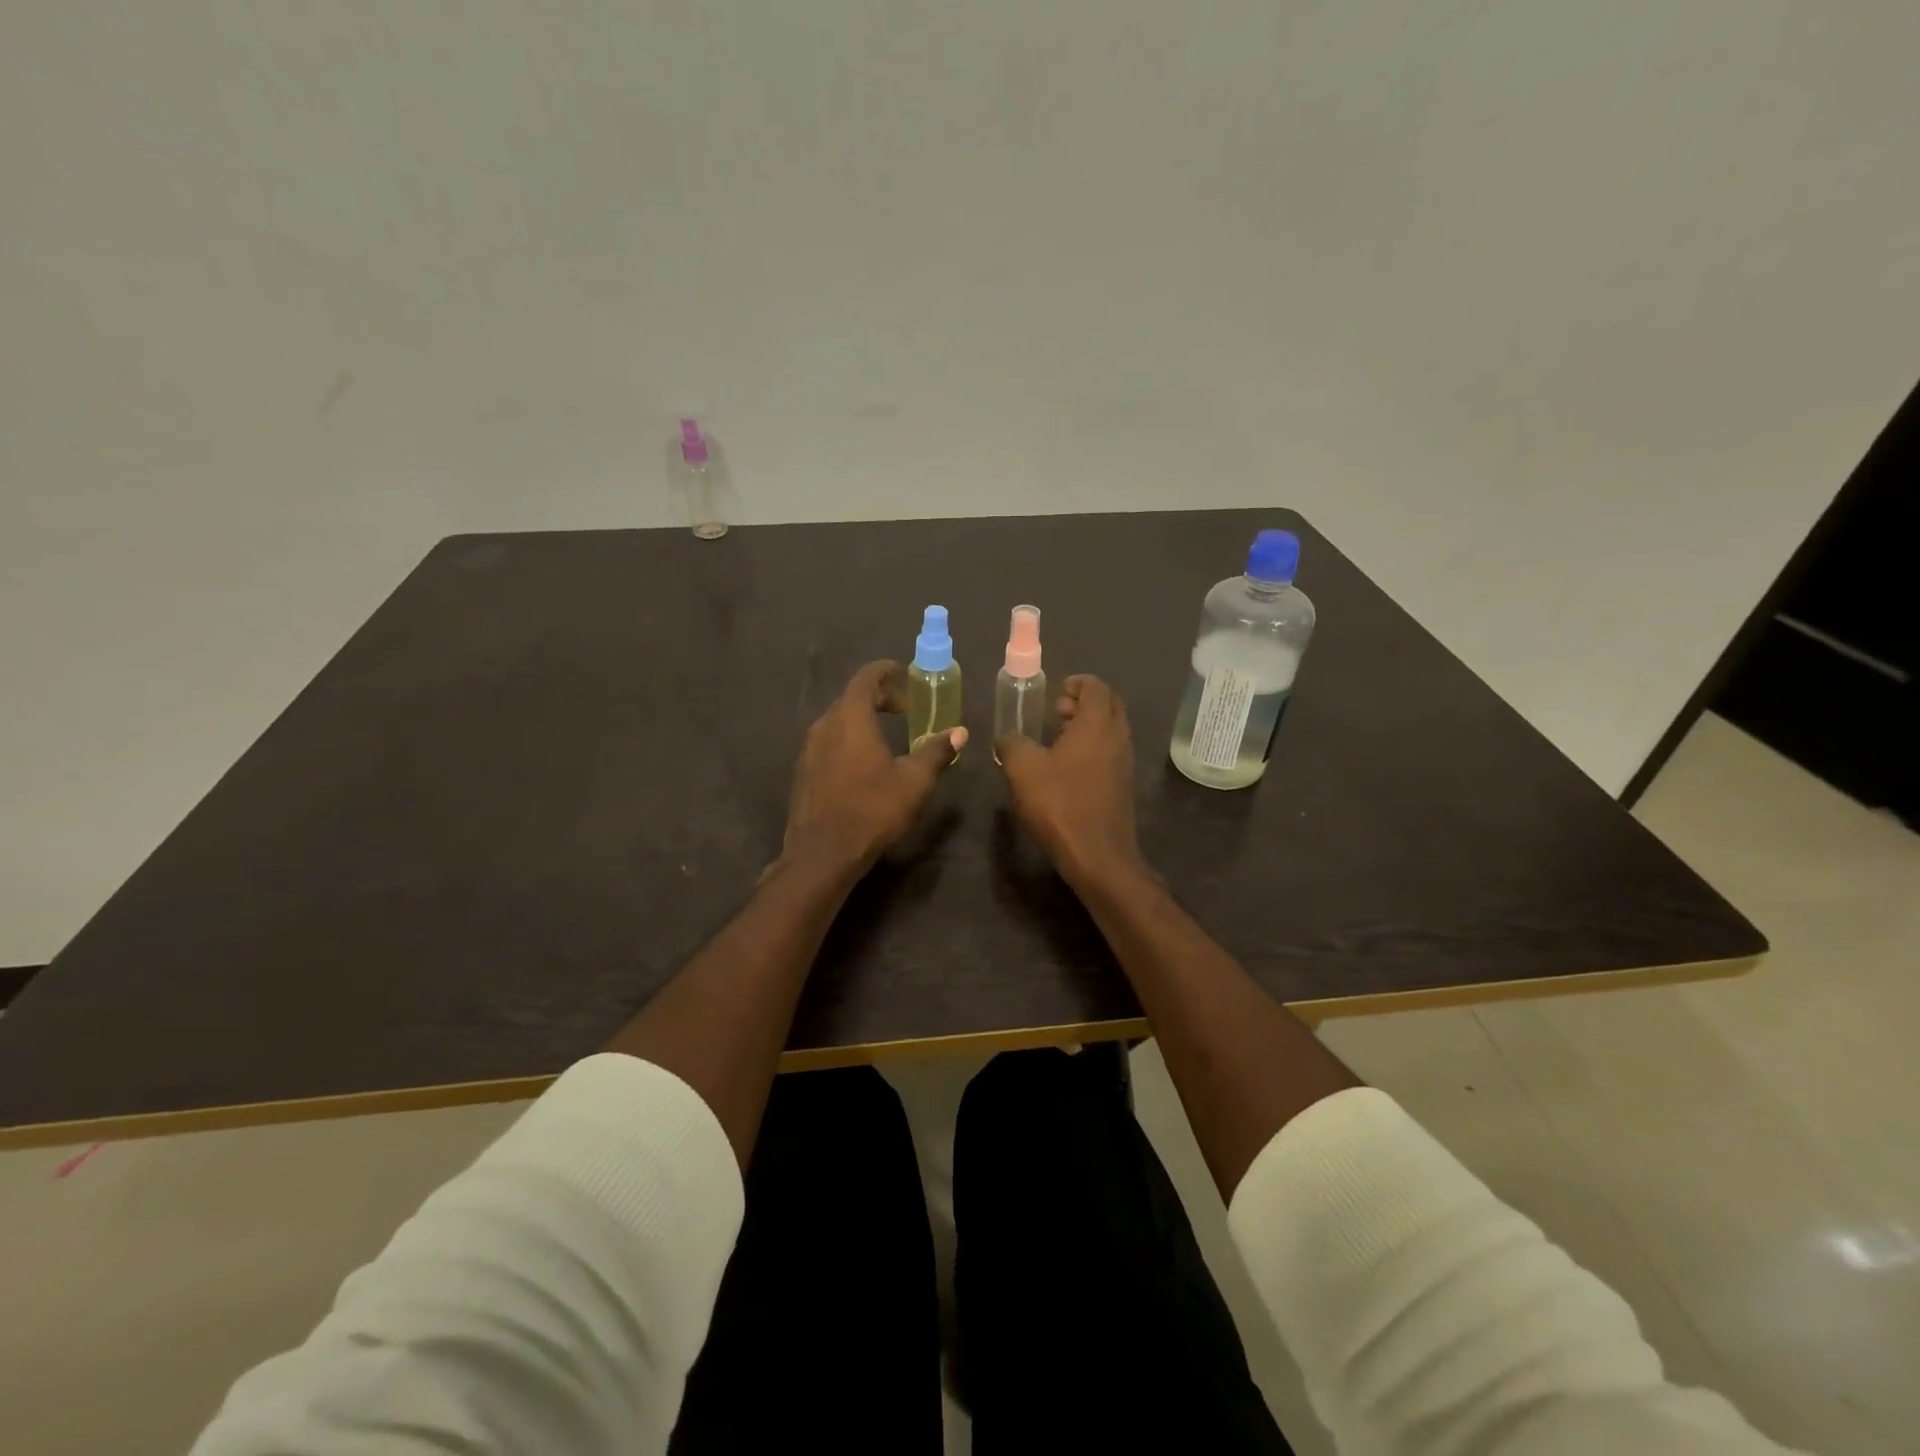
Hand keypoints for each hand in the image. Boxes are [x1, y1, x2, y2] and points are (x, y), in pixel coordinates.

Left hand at [778, 660, 967, 875]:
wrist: (822, 853)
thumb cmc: (872, 810)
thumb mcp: (914, 782)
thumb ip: (936, 752)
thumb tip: (960, 732)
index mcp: (851, 719)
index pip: (865, 678)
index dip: (884, 671)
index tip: (902, 673)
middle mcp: (824, 726)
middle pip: (850, 698)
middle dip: (878, 697)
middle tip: (904, 708)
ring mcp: (808, 750)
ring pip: (837, 722)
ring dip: (861, 720)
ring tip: (885, 735)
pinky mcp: (802, 773)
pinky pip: (827, 743)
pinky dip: (847, 740)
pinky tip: (862, 764)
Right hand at [995, 674, 1146, 890]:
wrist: (1097, 855)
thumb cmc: (1060, 803)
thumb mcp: (1023, 768)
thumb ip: (1011, 743)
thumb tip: (1006, 738)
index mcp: (1097, 724)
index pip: (1096, 687)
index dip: (1077, 682)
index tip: (1057, 690)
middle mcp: (1118, 737)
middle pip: (1109, 705)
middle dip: (1084, 702)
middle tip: (1057, 711)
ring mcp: (1124, 763)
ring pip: (1111, 731)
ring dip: (1088, 727)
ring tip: (1057, 739)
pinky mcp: (1123, 786)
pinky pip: (1110, 753)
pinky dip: (1092, 748)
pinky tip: (1065, 768)